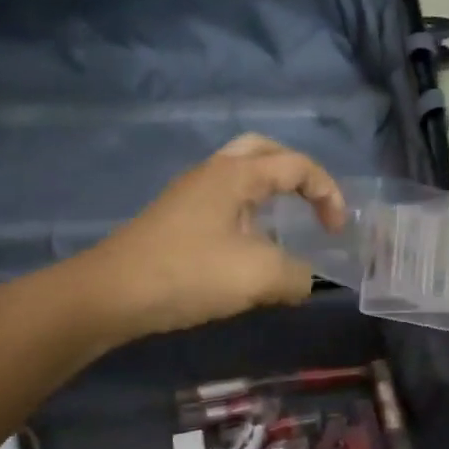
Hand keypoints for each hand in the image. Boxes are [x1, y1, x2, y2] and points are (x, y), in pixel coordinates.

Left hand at [85, 135, 346, 340]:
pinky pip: (222, 204)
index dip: (328, 193)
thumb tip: (303, 281)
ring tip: (284, 228)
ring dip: (269, 195)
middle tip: (312, 203)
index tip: (337, 231)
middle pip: (263, 152)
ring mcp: (189, 196)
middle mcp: (212, 174)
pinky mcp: (175, 221)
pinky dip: (247, 216)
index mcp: (236, 174)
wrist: (111, 295)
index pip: (297, 166)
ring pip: (239, 178)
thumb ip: (296, 276)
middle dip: (296, 174)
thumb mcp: (259, 276)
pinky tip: (248, 252)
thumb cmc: (190, 273)